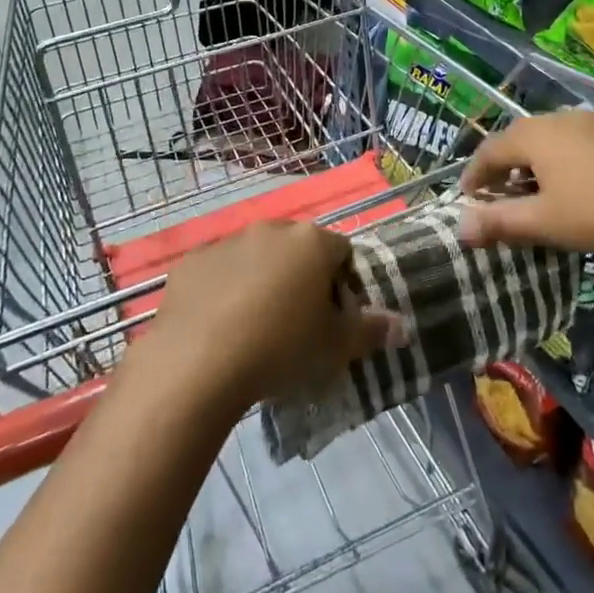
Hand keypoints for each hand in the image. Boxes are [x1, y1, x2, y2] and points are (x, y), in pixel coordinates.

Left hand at [137, 220, 406, 409]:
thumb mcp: (335, 347)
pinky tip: (218, 325)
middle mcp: (272, 230)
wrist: (197, 362)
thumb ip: (371, 331)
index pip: (342, 251)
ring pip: (256, 256)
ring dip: (262, 279)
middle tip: (296, 321)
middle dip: (301, 276)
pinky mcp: (192, 261)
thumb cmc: (280, 349)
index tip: (333, 316)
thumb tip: (401, 325)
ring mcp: (228, 241)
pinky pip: (218, 270)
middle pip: (298, 248)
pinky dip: (223, 288)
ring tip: (254, 326)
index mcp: (312, 242)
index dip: (342, 283)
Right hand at [458, 110, 593, 262]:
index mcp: (536, 135)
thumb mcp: (544, 223)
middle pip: (521, 139)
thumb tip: (460, 226)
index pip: (490, 149)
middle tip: (498, 195)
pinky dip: (567, 161)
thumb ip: (499, 222)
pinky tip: (579, 186)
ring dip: (536, 164)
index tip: (466, 198)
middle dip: (505, 167)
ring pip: (553, 139)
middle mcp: (562, 119)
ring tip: (537, 192)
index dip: (474, 174)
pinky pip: (581, 143)